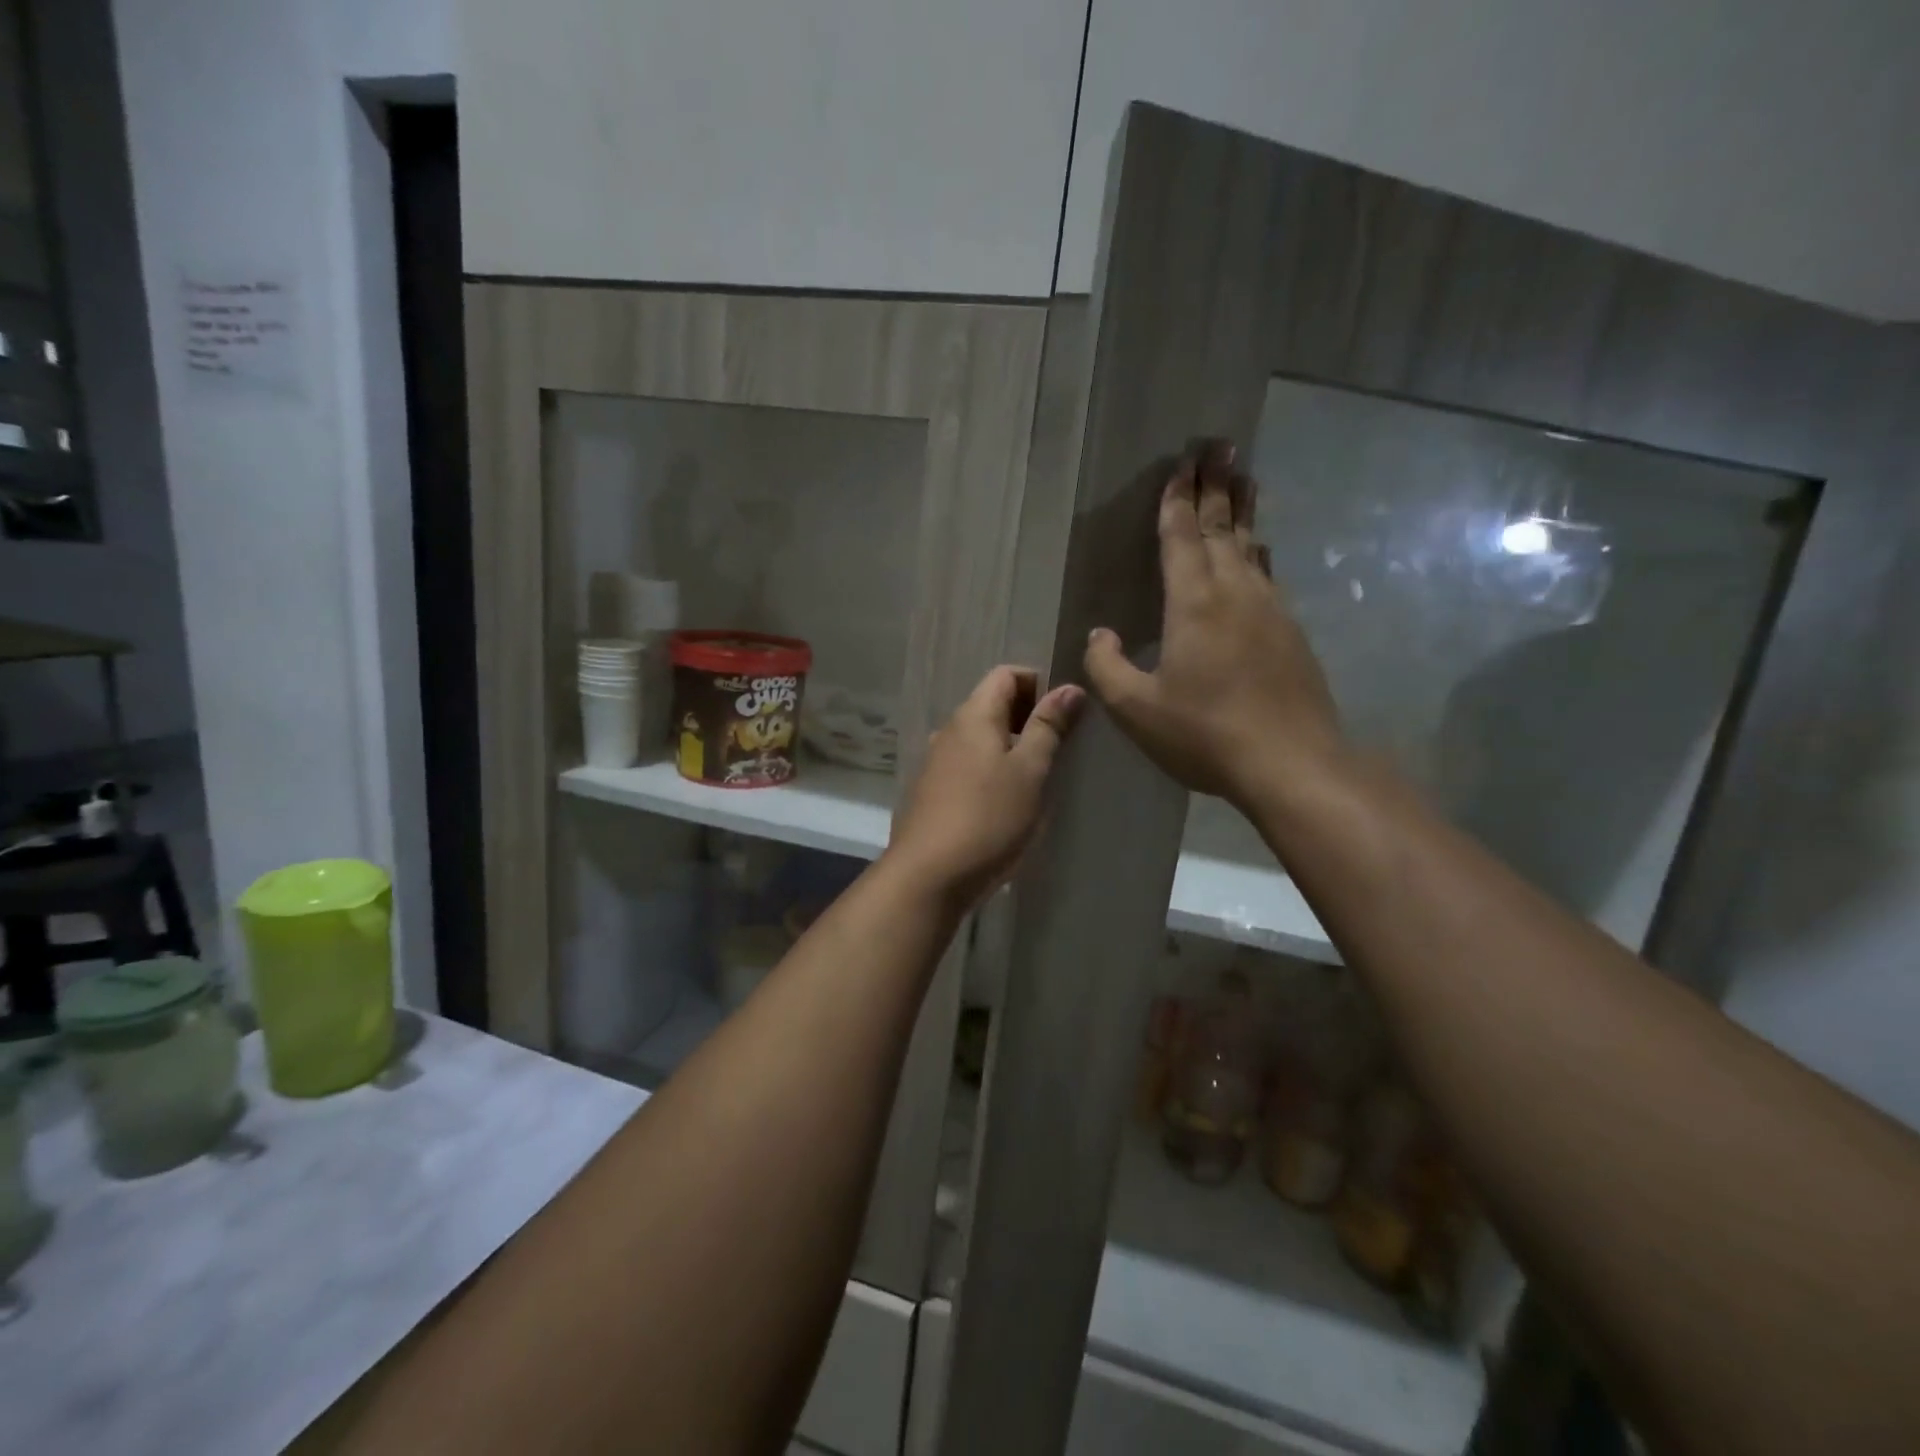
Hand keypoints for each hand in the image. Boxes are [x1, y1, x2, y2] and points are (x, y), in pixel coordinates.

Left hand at [887, 666, 1084, 909]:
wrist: (928, 877)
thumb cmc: (988, 819)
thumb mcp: (1029, 772)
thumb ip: (1049, 727)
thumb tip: (1069, 687)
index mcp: (973, 716)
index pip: (1005, 674)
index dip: (1038, 683)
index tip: (1065, 712)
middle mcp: (949, 731)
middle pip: (991, 704)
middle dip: (1028, 716)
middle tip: (1059, 747)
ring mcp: (935, 762)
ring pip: (980, 738)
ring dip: (1010, 746)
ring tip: (1038, 777)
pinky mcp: (931, 793)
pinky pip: (967, 765)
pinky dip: (991, 770)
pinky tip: (1007, 802)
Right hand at [1083, 442, 1344, 810]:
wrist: (1291, 763)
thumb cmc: (1204, 733)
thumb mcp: (1136, 709)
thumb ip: (1108, 667)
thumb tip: (1100, 633)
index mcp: (1194, 603)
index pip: (1182, 537)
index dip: (1177, 499)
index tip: (1181, 464)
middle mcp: (1235, 592)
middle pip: (1223, 528)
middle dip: (1216, 485)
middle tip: (1219, 445)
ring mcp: (1270, 609)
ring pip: (1252, 546)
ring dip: (1243, 511)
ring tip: (1243, 479)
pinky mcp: (1291, 632)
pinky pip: (1268, 574)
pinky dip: (1258, 551)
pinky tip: (1259, 551)